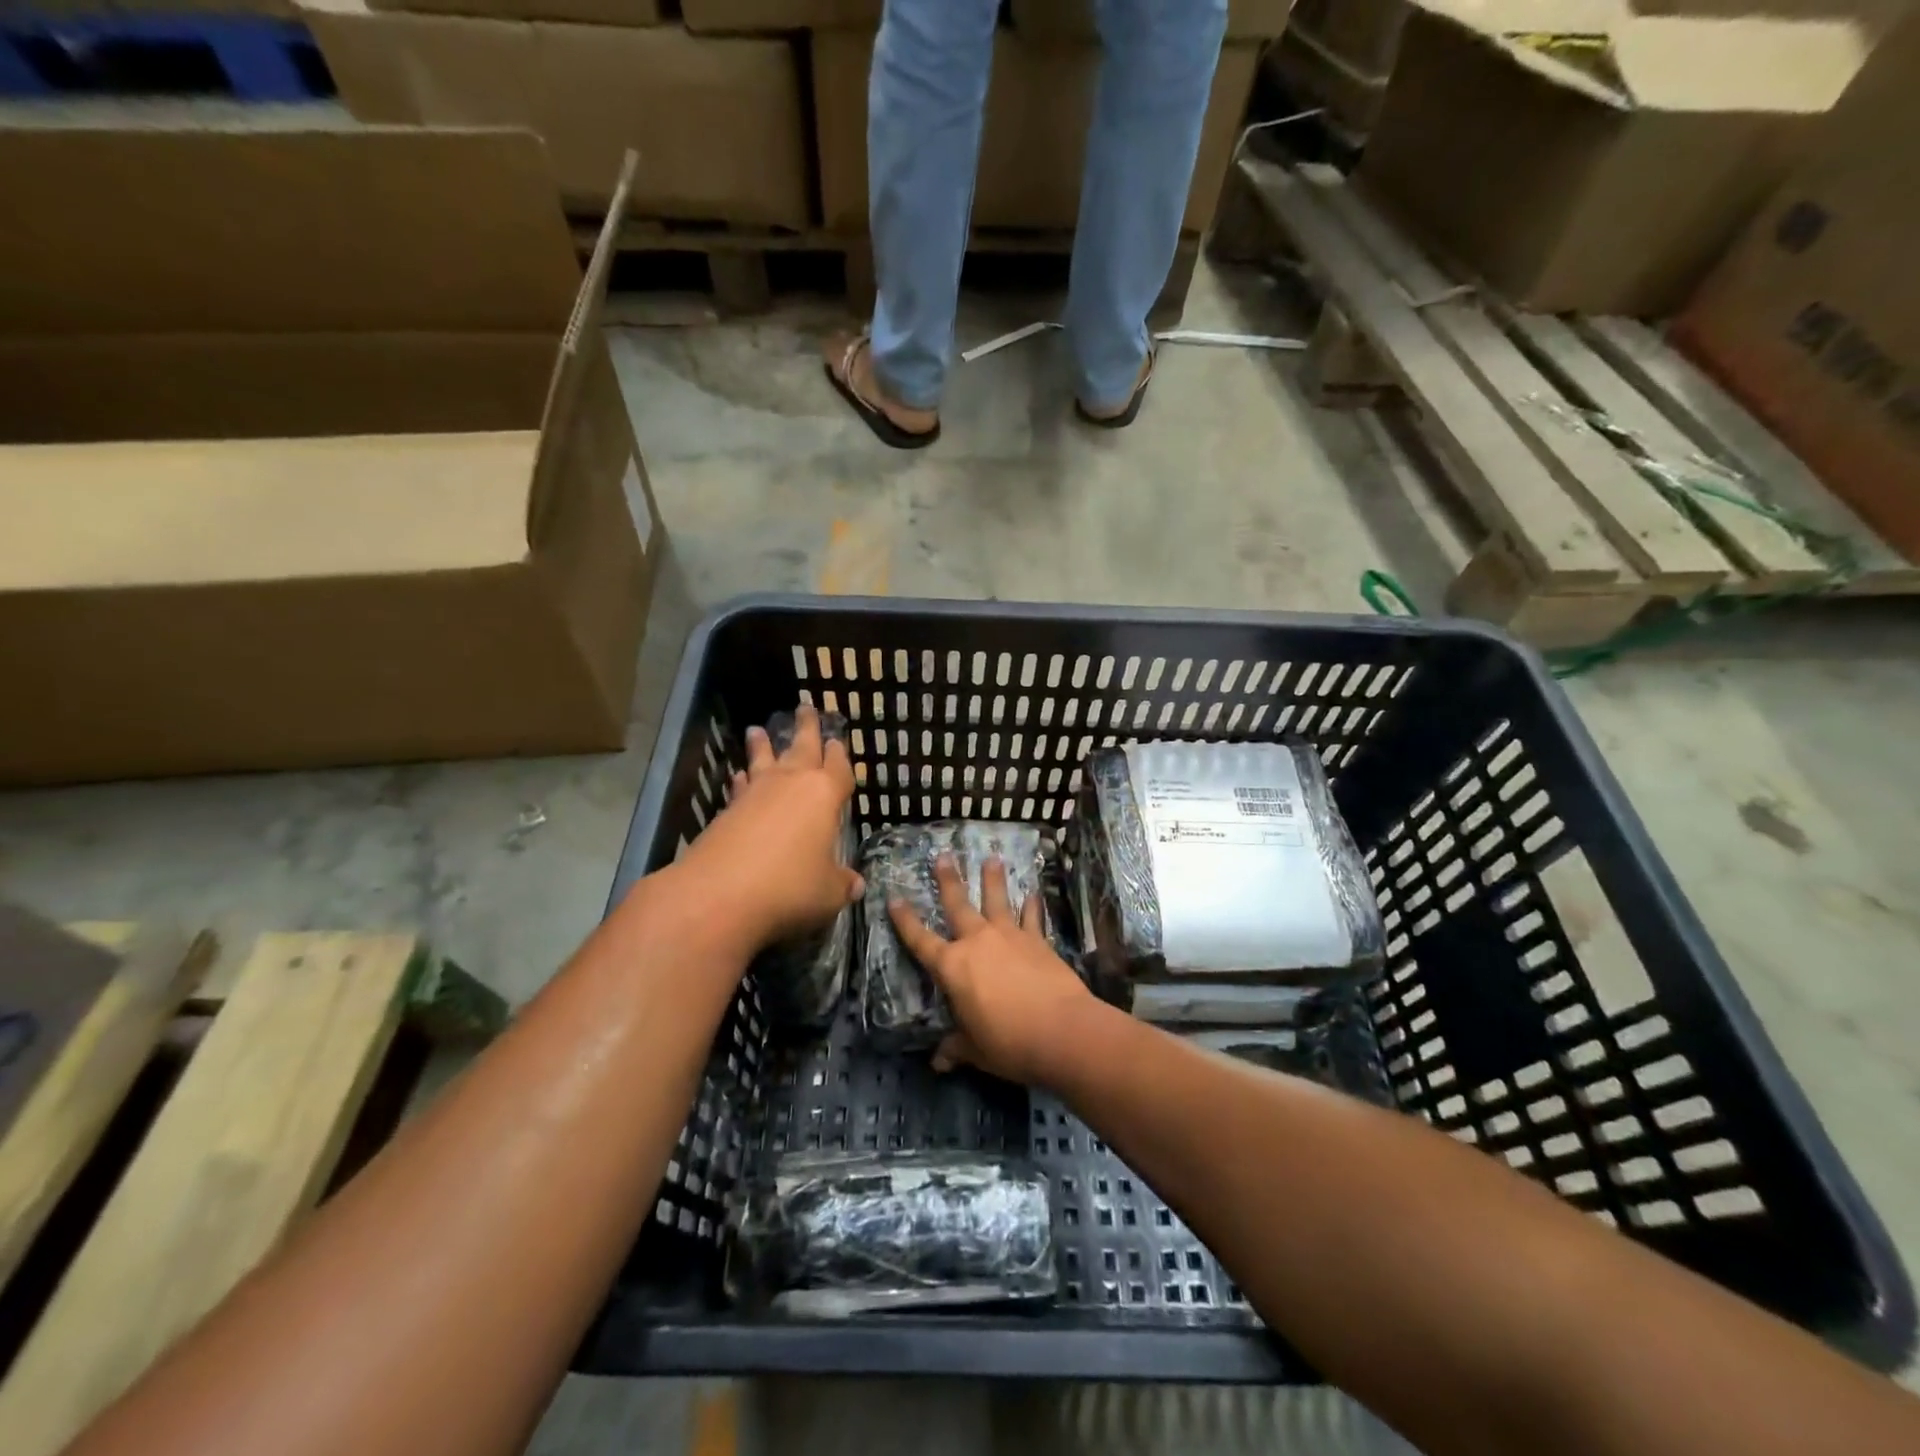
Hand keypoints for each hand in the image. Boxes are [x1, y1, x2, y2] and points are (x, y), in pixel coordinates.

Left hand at [675, 704, 862, 951]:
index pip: (839, 767)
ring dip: (764, 745)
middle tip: (806, 708)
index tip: (838, 740)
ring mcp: (756, 793)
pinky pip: (741, 786)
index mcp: (824, 795)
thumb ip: (842, 884)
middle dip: (807, 728)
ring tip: (758, 730)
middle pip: (802, 748)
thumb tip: (856, 885)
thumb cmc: (789, 886)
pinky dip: (742, 779)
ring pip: (764, 760)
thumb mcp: (827, 892)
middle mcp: (791, 784)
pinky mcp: (727, 810)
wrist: (720, 894)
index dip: (840, 755)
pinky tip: (738, 775)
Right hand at [888, 853, 1096, 1085]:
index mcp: (952, 968)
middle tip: (943, 856)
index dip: (905, 920)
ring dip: (993, 879)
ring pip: (997, 900)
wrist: (1061, 1031)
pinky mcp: (1037, 940)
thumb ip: (957, 1047)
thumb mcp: (976, 1050)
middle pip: (958, 905)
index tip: (893, 898)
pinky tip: (1034, 893)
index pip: (920, 940)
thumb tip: (939, 1061)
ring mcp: (1009, 936)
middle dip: (949, 880)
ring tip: (992, 858)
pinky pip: (1032, 917)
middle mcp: (977, 942)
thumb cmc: (1009, 1043)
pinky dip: (1033, 905)